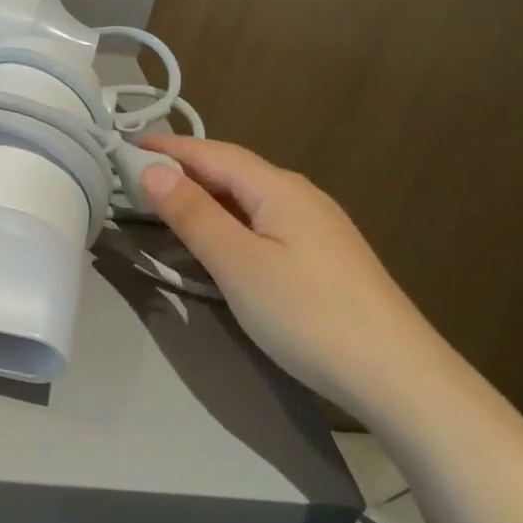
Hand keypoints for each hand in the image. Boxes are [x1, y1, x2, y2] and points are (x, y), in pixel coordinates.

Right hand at [137, 135, 452, 418]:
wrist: (399, 377)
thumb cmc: (308, 314)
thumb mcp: (238, 263)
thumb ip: (193, 214)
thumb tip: (152, 170)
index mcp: (278, 187)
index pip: (211, 152)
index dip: (166, 147)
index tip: (123, 145)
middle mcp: (300, 195)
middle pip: (231, 170)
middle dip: (183, 168)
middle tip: (134, 176)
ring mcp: (316, 226)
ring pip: (247, 197)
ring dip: (205, 194)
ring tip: (165, 204)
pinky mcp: (323, 256)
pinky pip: (262, 221)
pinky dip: (227, 219)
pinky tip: (218, 239)